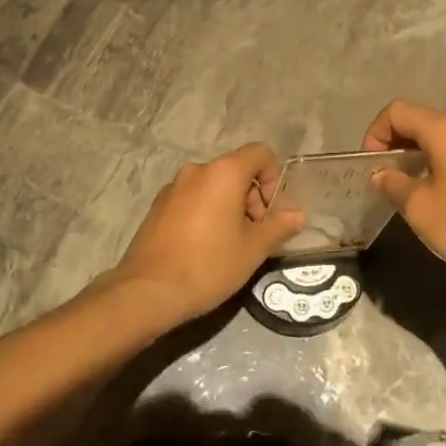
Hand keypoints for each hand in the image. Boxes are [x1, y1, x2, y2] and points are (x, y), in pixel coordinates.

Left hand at [112, 143, 305, 323]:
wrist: (147, 291)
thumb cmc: (208, 265)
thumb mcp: (253, 249)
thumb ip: (279, 226)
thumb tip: (298, 214)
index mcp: (224, 172)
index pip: (260, 153)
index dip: (273, 178)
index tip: (270, 213)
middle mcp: (197, 170)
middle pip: (236, 170)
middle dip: (252, 197)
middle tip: (254, 234)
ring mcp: (173, 187)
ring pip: (213, 186)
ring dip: (229, 206)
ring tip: (229, 244)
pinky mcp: (158, 206)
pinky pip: (192, 198)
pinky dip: (206, 213)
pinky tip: (203, 247)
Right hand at [364, 101, 445, 302]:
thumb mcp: (421, 209)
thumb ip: (394, 184)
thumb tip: (382, 174)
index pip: (397, 111)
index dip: (375, 134)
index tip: (372, 167)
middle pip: (419, 121)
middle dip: (394, 144)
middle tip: (385, 179)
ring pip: (440, 138)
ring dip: (416, 156)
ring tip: (408, 191)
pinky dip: (438, 165)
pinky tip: (438, 198)